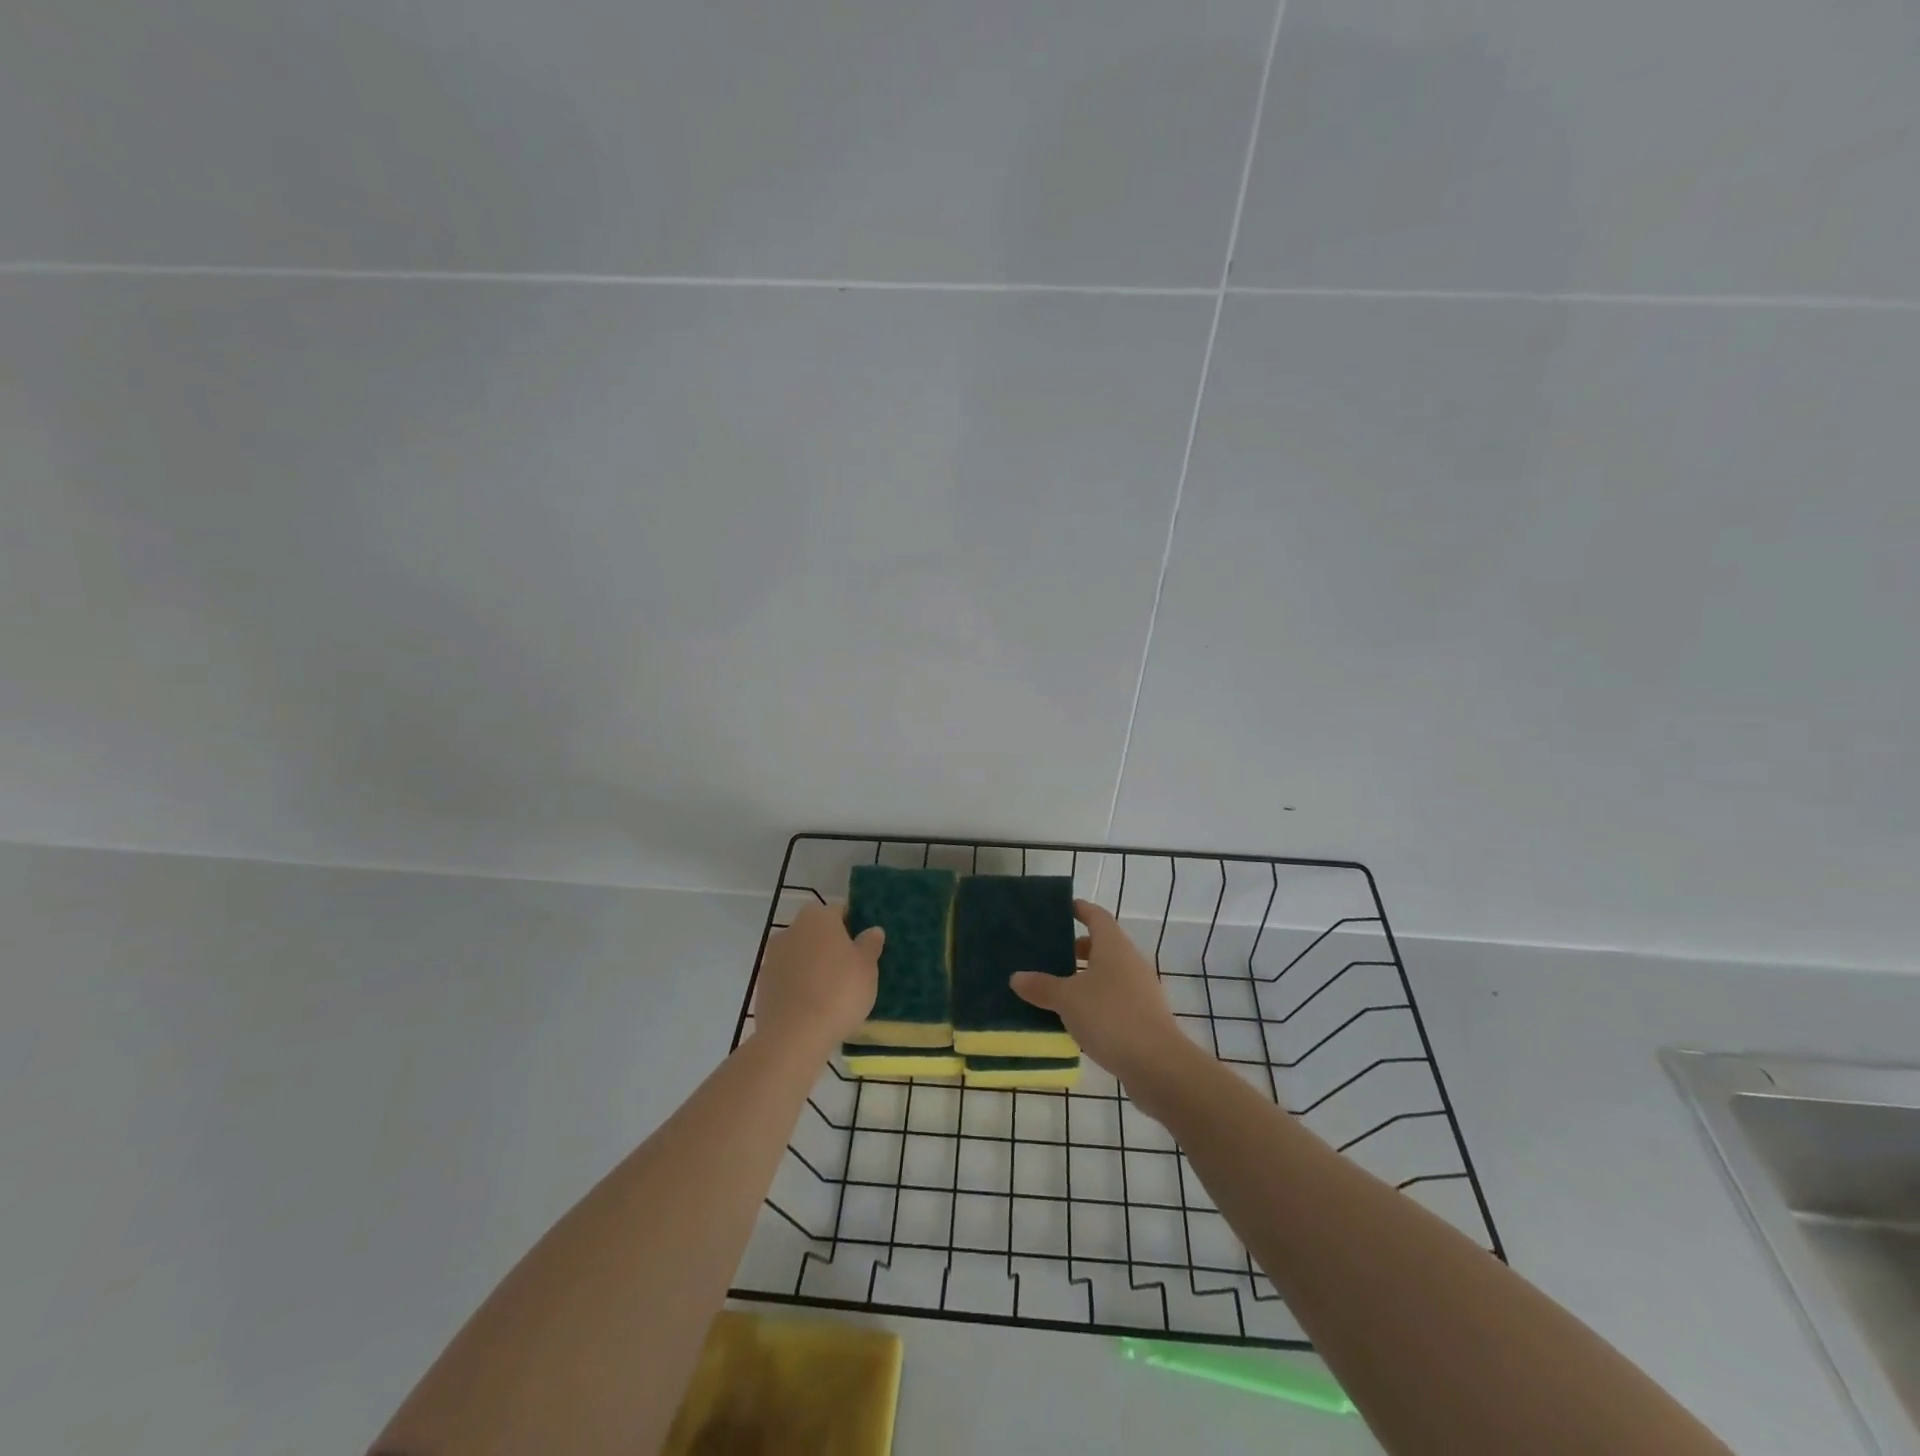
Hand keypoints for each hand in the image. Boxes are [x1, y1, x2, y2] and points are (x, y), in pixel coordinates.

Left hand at [752, 901, 882, 1052]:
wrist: (793, 1036)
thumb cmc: (839, 992)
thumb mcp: (867, 967)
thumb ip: (870, 944)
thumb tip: (873, 930)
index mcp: (818, 917)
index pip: (839, 911)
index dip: (853, 926)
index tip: (863, 947)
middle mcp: (790, 929)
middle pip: (817, 932)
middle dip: (831, 946)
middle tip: (850, 971)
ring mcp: (772, 958)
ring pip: (800, 956)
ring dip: (813, 967)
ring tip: (832, 993)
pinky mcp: (762, 985)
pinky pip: (788, 979)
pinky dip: (799, 987)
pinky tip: (813, 1007)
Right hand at [1009, 900, 1196, 1093]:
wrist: (1158, 1065)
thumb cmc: (1110, 1017)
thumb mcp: (1067, 1000)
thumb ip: (1041, 986)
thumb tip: (1017, 977)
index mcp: (1113, 946)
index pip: (1096, 916)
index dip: (1079, 909)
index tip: (1060, 909)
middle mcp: (1130, 961)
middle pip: (1102, 945)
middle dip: (1076, 948)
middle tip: (1047, 955)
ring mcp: (1141, 990)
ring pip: (1108, 974)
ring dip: (1084, 978)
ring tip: (1055, 990)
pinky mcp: (1144, 1016)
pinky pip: (1114, 998)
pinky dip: (1095, 1001)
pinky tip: (1076, 1020)